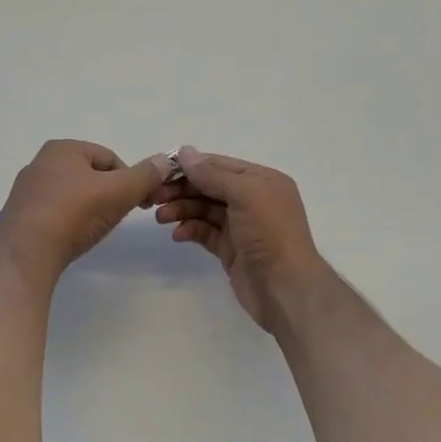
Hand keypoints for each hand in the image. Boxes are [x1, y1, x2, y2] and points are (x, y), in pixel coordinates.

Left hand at [0, 141, 168, 285]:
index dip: (130, 180)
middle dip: (108, 194)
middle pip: (89, 175)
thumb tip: (165, 160)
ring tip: (94, 230)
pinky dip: (67, 221)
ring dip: (87, 208)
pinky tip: (71, 238)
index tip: (139, 204)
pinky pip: (53, 212)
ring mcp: (26, 189)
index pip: (110, 158)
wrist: (27, 253)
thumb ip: (145, 176)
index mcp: (63, 148)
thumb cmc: (75, 213)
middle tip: (117, 217)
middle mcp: (40, 162)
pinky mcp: (19, 215)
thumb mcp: (120, 192)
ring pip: (71, 194)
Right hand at [154, 148, 332, 334]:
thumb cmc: (270, 233)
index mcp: (261, 180)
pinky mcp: (231, 249)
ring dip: (182, 209)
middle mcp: (252, 199)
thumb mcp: (244, 194)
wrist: (286, 289)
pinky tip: (177, 235)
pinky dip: (190, 230)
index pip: (219, 165)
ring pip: (204, 209)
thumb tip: (184, 152)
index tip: (160, 170)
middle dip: (182, 189)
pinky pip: (205, 232)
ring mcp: (241, 226)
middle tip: (154, 196)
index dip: (190, 166)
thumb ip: (213, 173)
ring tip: (161, 217)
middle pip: (209, 186)